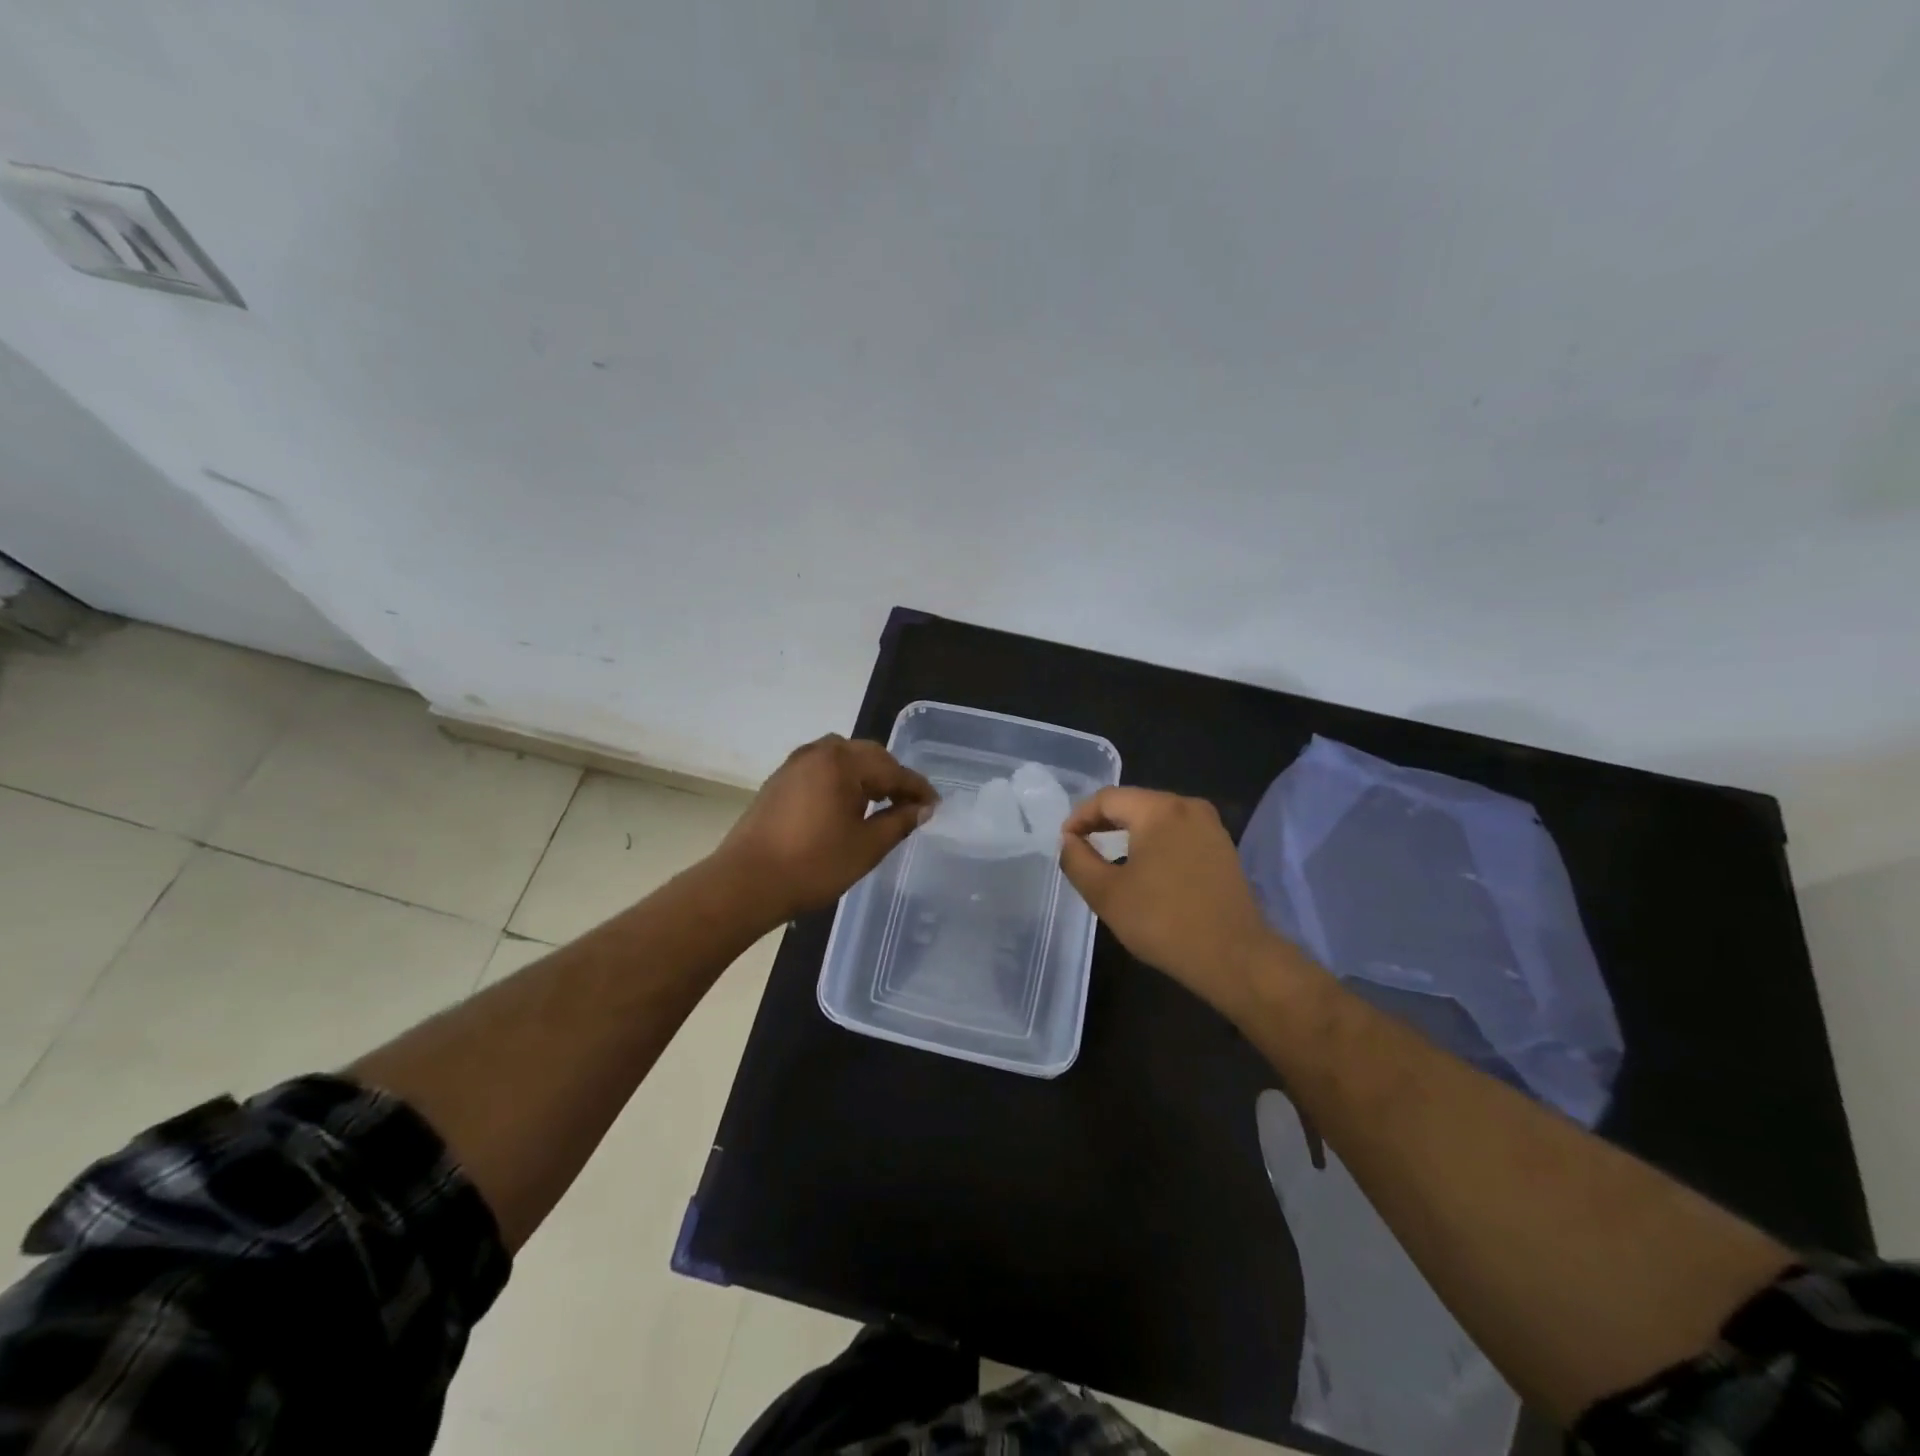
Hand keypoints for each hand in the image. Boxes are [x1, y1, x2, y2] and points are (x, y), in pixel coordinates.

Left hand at [718, 735, 936, 920]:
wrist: (745, 883)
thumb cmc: (812, 865)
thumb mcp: (866, 847)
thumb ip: (899, 822)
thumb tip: (923, 809)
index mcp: (842, 762)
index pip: (892, 769)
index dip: (917, 789)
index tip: (936, 805)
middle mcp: (818, 752)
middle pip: (867, 756)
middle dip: (892, 777)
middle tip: (910, 804)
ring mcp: (795, 764)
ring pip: (843, 759)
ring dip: (866, 776)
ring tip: (881, 803)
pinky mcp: (779, 780)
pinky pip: (822, 769)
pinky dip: (842, 781)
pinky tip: (847, 805)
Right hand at [1058, 787, 1279, 1020]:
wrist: (1233, 957)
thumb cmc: (1163, 921)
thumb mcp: (1106, 893)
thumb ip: (1077, 860)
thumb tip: (1068, 841)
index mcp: (1160, 809)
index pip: (1107, 798)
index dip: (1079, 817)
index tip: (1065, 842)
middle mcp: (1188, 807)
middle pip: (1134, 803)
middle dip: (1103, 822)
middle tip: (1081, 847)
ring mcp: (1211, 827)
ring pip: (1158, 818)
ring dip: (1129, 833)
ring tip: (1108, 858)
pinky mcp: (1223, 849)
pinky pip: (1178, 833)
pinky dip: (1155, 843)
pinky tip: (1145, 869)